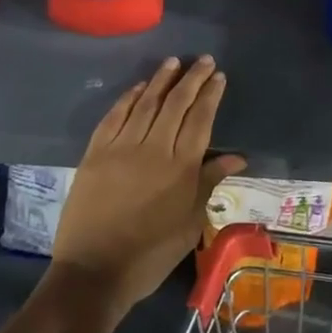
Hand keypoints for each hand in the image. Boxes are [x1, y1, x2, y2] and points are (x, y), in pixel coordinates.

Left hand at [52, 56, 245, 317]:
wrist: (94, 272)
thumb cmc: (151, 253)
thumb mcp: (190, 222)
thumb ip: (210, 182)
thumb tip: (238, 157)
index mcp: (181, 167)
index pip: (200, 119)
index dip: (210, 95)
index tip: (219, 76)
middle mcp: (153, 148)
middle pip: (176, 104)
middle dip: (192, 79)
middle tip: (204, 60)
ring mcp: (121, 148)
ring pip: (146, 103)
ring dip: (161, 80)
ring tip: (174, 62)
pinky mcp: (95, 154)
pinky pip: (114, 117)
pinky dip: (128, 98)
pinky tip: (139, 87)